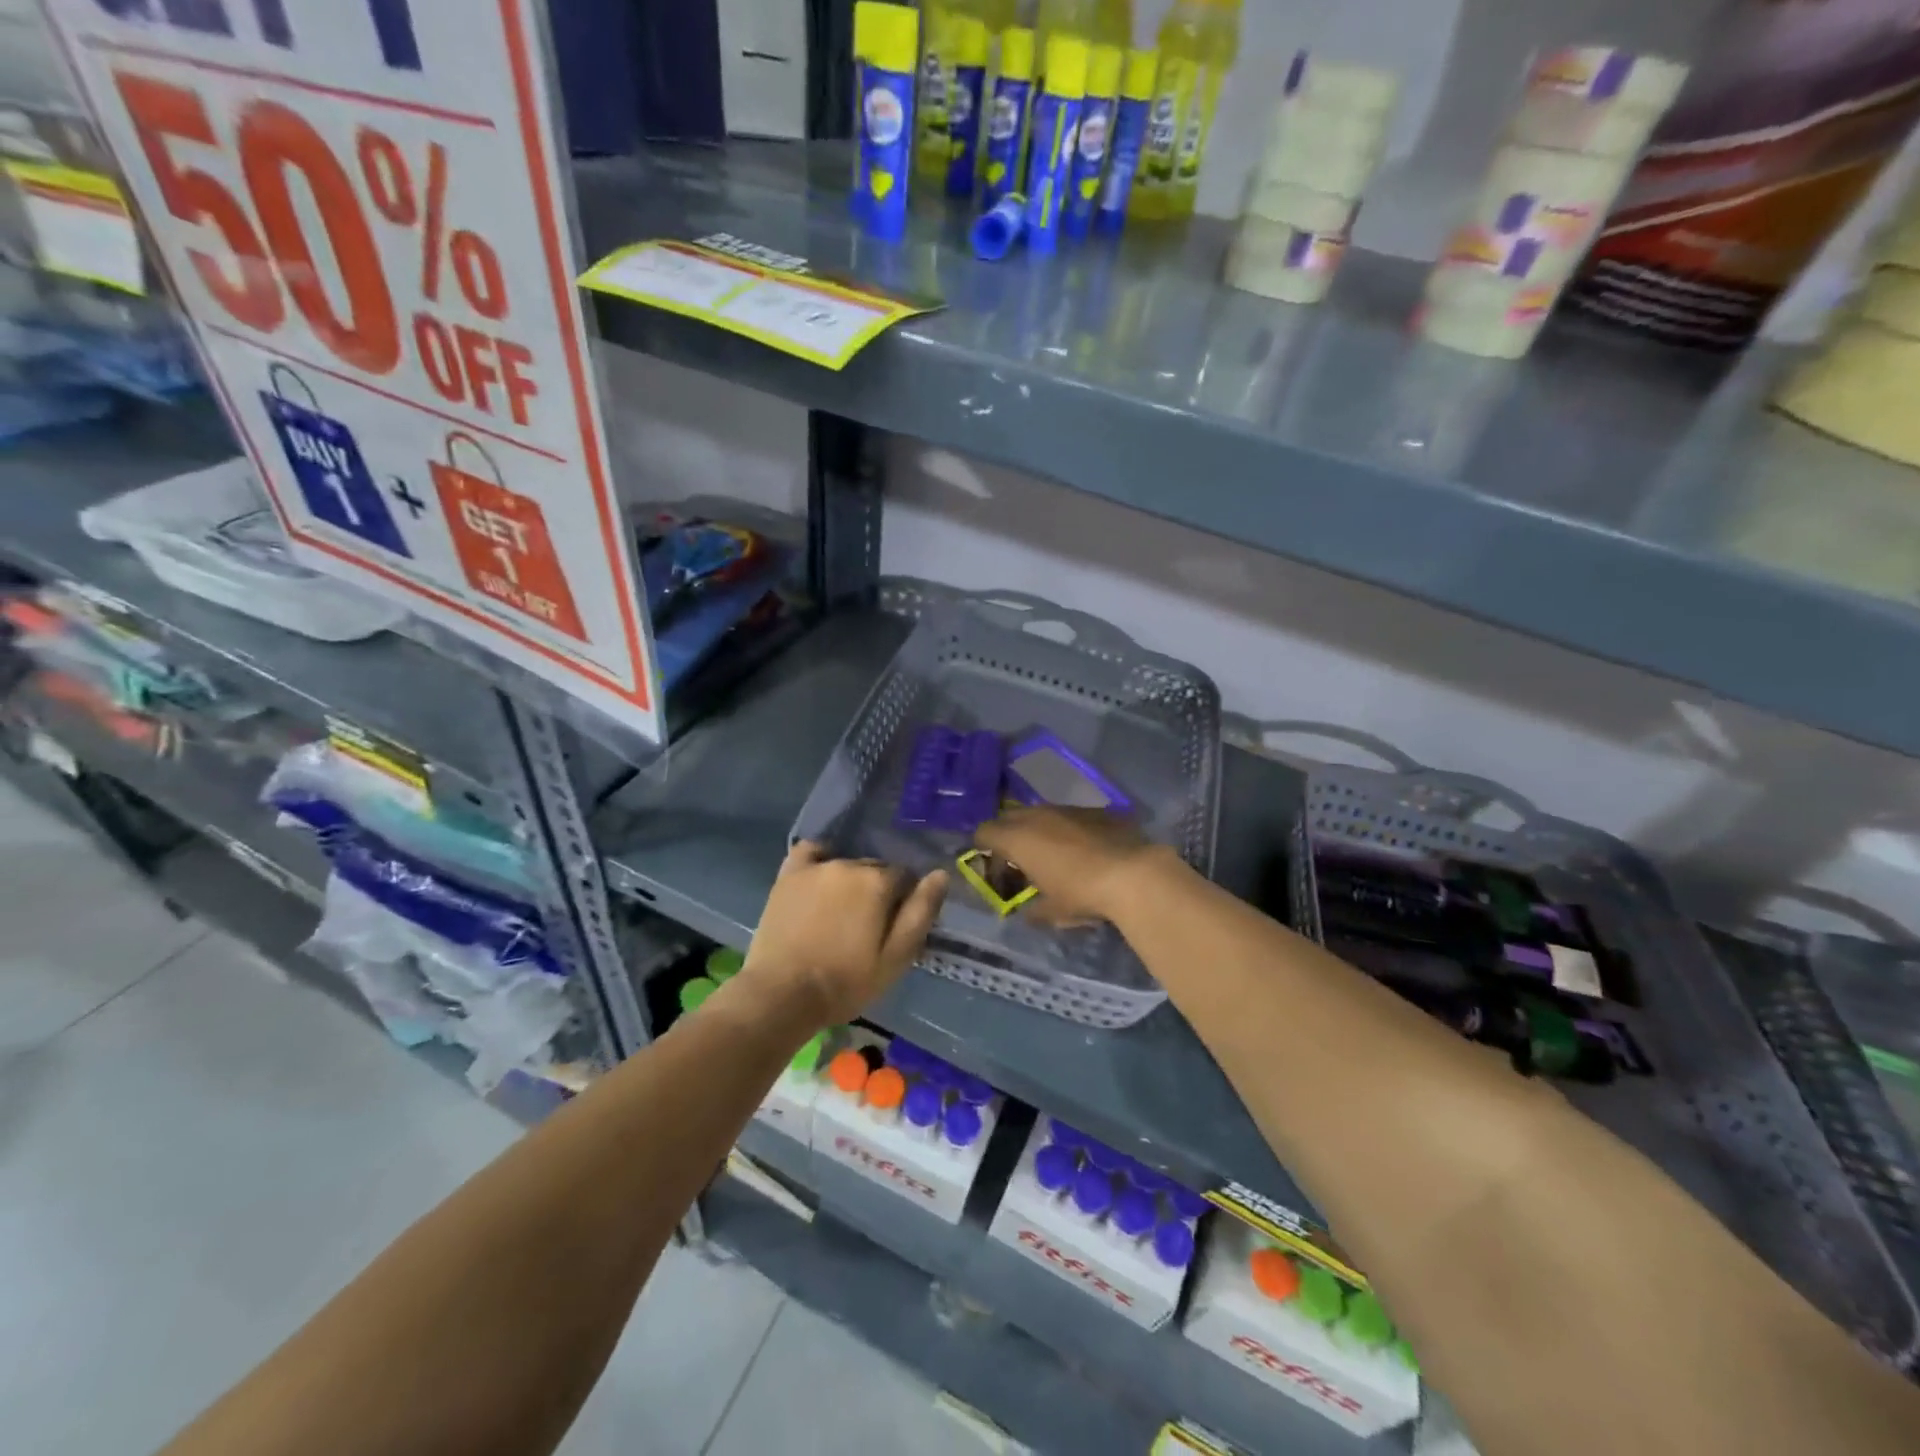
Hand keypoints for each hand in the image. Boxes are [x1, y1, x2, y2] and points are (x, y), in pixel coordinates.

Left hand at [739, 842, 947, 1024]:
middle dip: (878, 891)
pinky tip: (820, 879)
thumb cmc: (846, 982)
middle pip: (875, 870)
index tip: (894, 927)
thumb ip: (920, 913)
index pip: (904, 878)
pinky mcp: (789, 875)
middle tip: (868, 927)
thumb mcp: (896, 957)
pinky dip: (820, 860)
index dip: (904, 902)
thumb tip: (940, 874)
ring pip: (846, 865)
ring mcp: (815, 867)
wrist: (782, 994)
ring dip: (850, 882)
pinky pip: (810, 852)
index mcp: (878, 882)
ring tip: (841, 914)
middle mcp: (849, 865)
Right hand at [974, 806, 1175, 925]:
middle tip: (1018, 860)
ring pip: (1042, 813)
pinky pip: (1071, 816)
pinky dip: (1068, 829)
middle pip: (1010, 817)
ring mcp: (1068, 809)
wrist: (1133, 874)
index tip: (993, 866)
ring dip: (1039, 830)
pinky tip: (1083, 849)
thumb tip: (1027, 915)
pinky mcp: (1096, 809)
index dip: (983, 847)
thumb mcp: (1053, 911)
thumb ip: (1033, 911)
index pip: (984, 832)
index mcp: (1018, 838)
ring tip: (1052, 854)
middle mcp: (1038, 815)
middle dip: (1009, 835)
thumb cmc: (1081, 893)